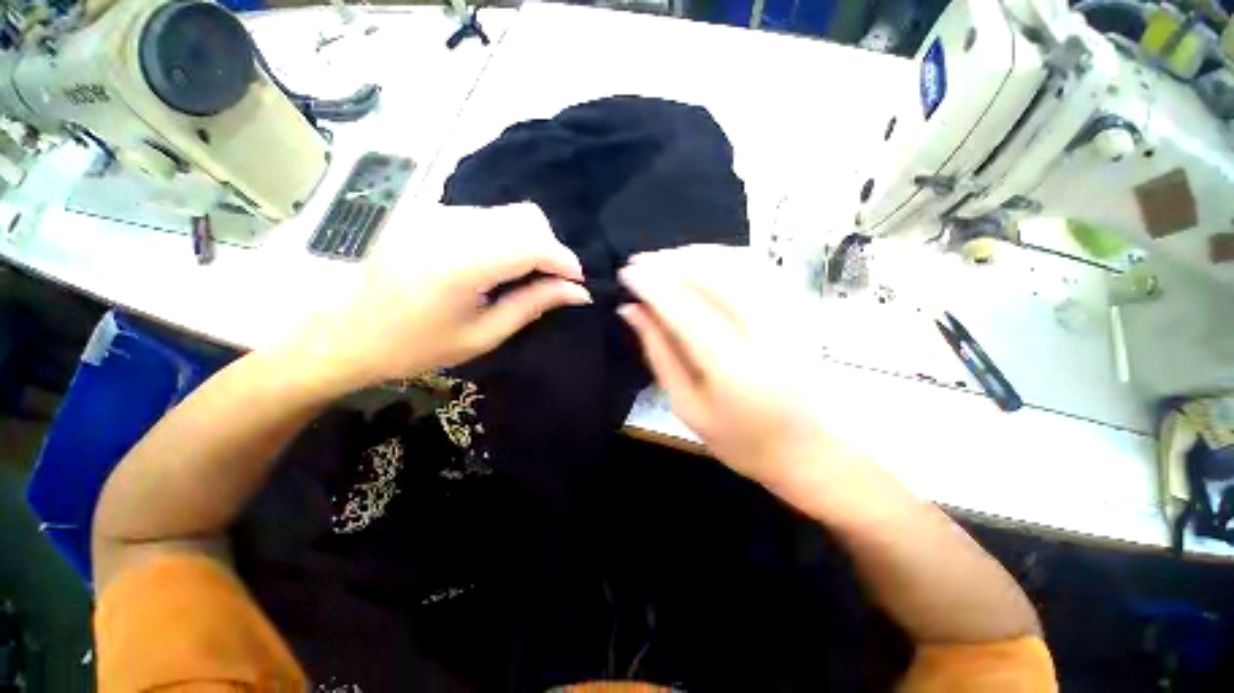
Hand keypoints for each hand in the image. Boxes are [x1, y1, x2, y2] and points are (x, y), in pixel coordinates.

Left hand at [282, 203, 589, 395]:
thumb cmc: (414, 345)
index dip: (565, 260)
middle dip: (550, 249)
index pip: (533, 243)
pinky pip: (485, 217)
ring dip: (528, 243)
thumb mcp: (483, 334)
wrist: (342, 333)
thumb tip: (577, 292)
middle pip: (526, 218)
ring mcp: (435, 212)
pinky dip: (504, 238)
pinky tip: (495, 266)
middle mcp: (449, 224)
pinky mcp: (428, 211)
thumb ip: (533, 305)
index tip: (578, 283)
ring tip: (523, 277)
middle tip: (550, 282)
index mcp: (462, 261)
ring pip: (507, 214)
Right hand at [617, 245, 830, 490]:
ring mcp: (790, 313)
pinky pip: (757, 265)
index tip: (625, 272)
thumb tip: (631, 309)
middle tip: (640, 262)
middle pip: (712, 274)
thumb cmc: (742, 439)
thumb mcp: (686, 405)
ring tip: (665, 261)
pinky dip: (723, 256)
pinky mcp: (800, 305)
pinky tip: (702, 262)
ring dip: (694, 254)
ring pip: (736, 261)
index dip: (651, 284)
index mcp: (733, 368)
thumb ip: (658, 352)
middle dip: (669, 261)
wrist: (812, 448)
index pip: (683, 308)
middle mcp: (766, 332)